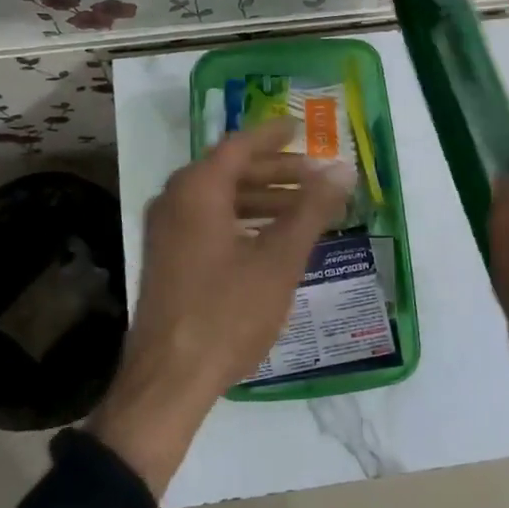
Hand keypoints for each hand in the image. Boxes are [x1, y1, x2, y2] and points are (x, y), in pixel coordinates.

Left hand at [90, 121, 354, 493]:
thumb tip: (341, 169)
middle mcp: (176, 199)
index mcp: (197, 189)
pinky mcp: (168, 256)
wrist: (169, 379)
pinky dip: (244, 220)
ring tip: (305, 209)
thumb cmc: (227, 312)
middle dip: (277, 171)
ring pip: (221, 198)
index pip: (240, 145)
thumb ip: (311, 209)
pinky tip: (273, 238)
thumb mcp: (279, 260)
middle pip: (231, 170)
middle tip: (317, 177)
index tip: (304, 128)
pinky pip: (210, 221)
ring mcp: (167, 229)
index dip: (275, 135)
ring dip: (263, 198)